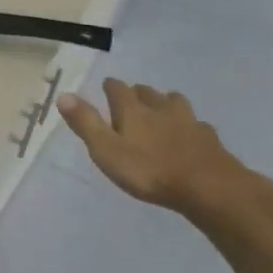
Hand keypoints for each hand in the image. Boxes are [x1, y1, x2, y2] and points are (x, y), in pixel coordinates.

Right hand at [56, 78, 260, 214]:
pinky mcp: (209, 139)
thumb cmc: (149, 171)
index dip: (110, 86)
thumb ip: (86, 123)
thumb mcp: (107, 150)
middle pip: (148, 93)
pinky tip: (190, 134)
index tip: (106, 85)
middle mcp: (161, 109)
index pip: (118, 89)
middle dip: (138, 92)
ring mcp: (189, 122)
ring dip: (166, 102)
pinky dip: (189, 125)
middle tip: (131, 97)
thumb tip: (64, 94)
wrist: (209, 188)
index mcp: (133, 111)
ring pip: (175, 103)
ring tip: (162, 109)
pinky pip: (197, 124)